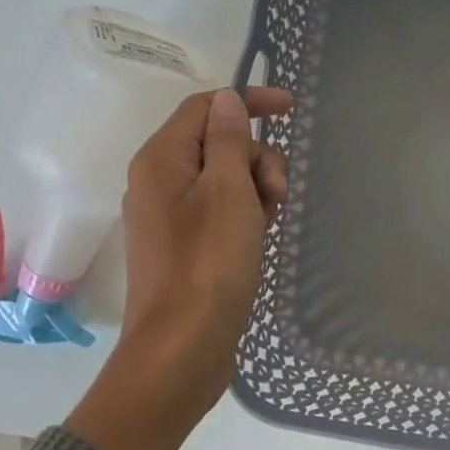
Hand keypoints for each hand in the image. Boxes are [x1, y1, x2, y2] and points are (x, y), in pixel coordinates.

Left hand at [66, 86, 291, 449]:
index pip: (205, 107)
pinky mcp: (186, 246)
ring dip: (256, 188)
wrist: (182, 349)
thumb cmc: (208, 264)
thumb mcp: (228, 192)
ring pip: (224, 179)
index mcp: (161, 160)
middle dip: (257, 158)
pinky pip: (220, 211)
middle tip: (278, 193)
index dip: (248, 102)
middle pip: (218, 144)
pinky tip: (260, 237)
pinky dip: (245, 214)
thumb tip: (226, 100)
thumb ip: (229, 140)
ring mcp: (171, 217)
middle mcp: (159, 182)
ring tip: (270, 222)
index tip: (290, 111)